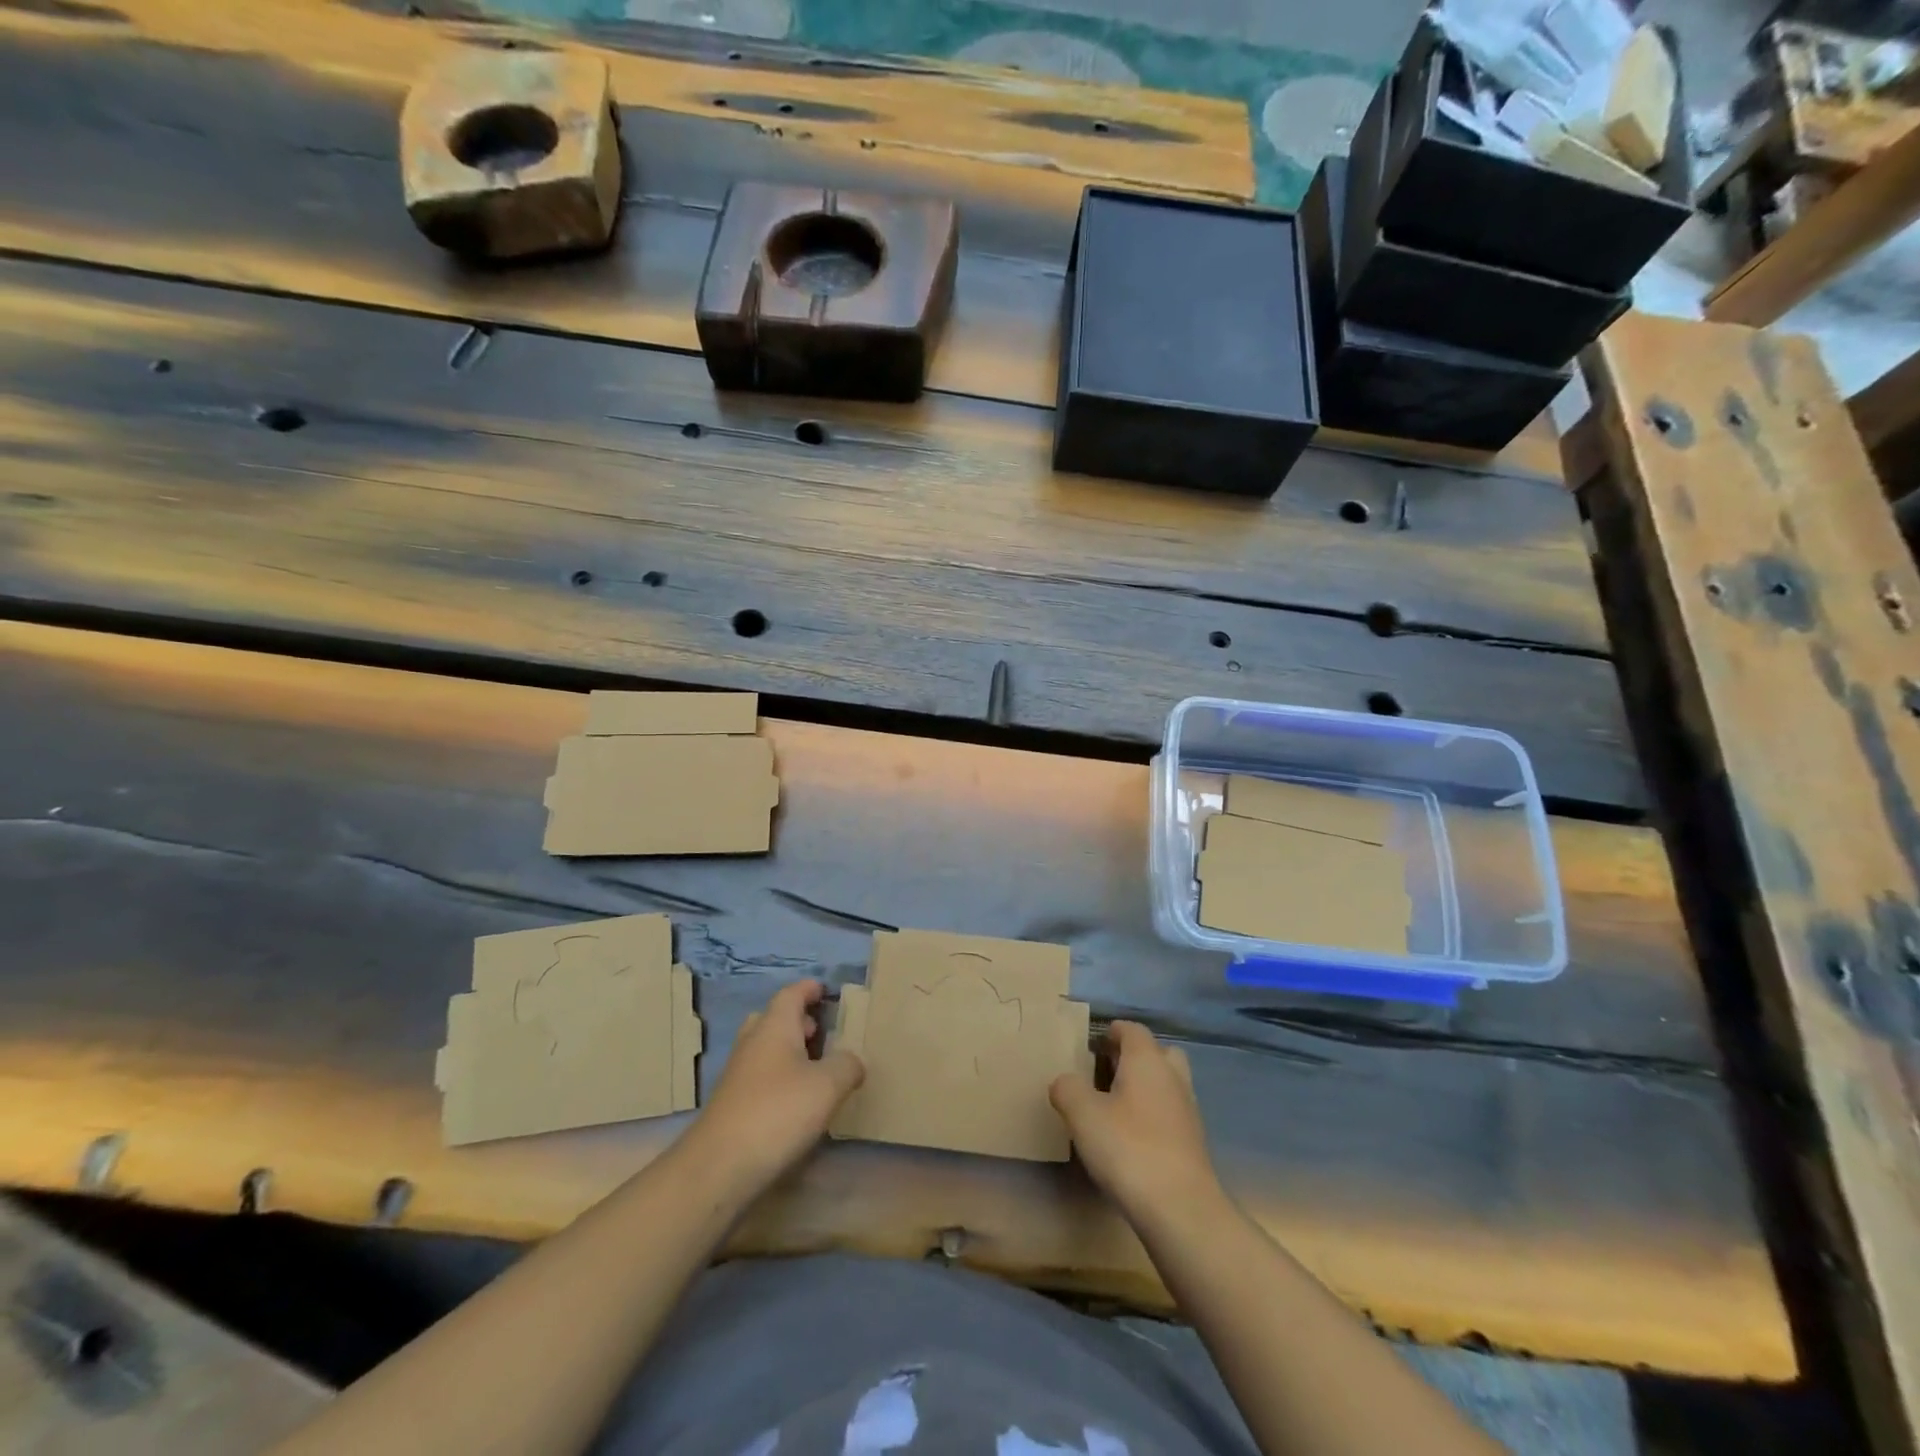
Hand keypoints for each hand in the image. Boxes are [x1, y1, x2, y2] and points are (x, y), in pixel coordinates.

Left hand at [678, 980, 863, 1202]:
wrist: (719, 1166)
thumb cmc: (778, 1111)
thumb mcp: (827, 1085)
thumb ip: (847, 1065)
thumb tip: (853, 1060)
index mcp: (774, 1026)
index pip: (791, 994)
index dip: (809, 989)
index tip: (826, 991)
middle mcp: (753, 1042)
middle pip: (774, 1019)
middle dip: (798, 1021)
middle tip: (822, 1031)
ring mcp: (738, 1074)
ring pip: (766, 1048)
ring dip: (789, 1051)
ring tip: (816, 1066)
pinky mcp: (732, 1104)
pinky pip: (760, 1076)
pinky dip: (779, 1077)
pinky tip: (797, 1100)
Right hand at [1050, 1021, 1220, 1225]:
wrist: (1181, 1209)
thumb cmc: (1128, 1148)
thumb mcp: (1083, 1115)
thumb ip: (1067, 1089)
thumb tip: (1064, 1082)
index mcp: (1147, 1060)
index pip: (1133, 1030)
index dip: (1112, 1031)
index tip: (1093, 1044)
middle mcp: (1172, 1077)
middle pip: (1158, 1052)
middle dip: (1135, 1057)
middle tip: (1107, 1072)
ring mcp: (1188, 1110)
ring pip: (1167, 1083)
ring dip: (1146, 1087)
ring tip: (1116, 1107)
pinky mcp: (1193, 1143)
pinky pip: (1171, 1113)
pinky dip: (1154, 1115)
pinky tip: (1133, 1138)